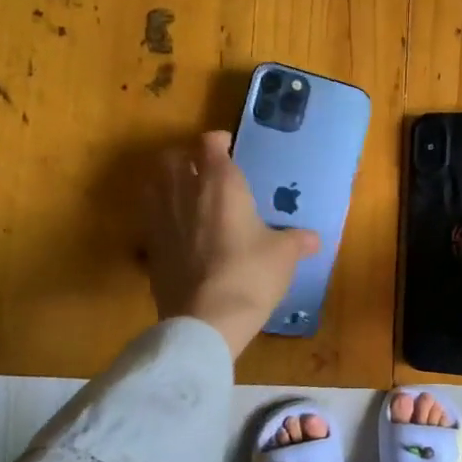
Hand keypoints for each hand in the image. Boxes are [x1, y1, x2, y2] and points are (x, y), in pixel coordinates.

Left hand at [142, 131, 319, 358]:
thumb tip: (313, 239)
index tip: (230, 150)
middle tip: (205, 172)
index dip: (220, 142)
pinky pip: (150, 217)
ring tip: (188, 197)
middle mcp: (184, 191)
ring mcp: (160, 218)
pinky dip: (161, 215)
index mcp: (220, 183)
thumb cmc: (250, 274)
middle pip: (173, 157)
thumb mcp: (283, 255)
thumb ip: (297, 240)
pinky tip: (179, 231)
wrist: (205, 320)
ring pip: (154, 184)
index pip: (210, 143)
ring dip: (169, 183)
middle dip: (187, 158)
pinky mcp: (148, 247)